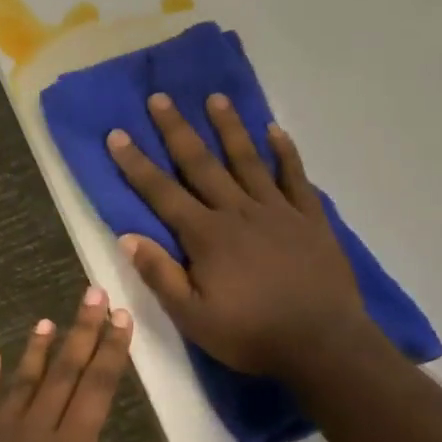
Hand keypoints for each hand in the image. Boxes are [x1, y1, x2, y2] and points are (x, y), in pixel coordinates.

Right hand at [105, 93, 369, 381]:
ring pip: (248, 160)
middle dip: (177, 130)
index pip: (162, 193)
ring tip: (215, 98)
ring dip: (230, 128)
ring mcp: (278, 211)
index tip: (117, 134)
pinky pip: (295, 177)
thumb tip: (128, 237)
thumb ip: (161, 275)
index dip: (137, 164)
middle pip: (202, 164)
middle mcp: (238, 212)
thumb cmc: (252, 335)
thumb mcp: (194, 318)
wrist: (323, 344)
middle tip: (160, 98)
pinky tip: (276, 130)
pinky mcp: (310, 218)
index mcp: (207, 236)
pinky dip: (285, 152)